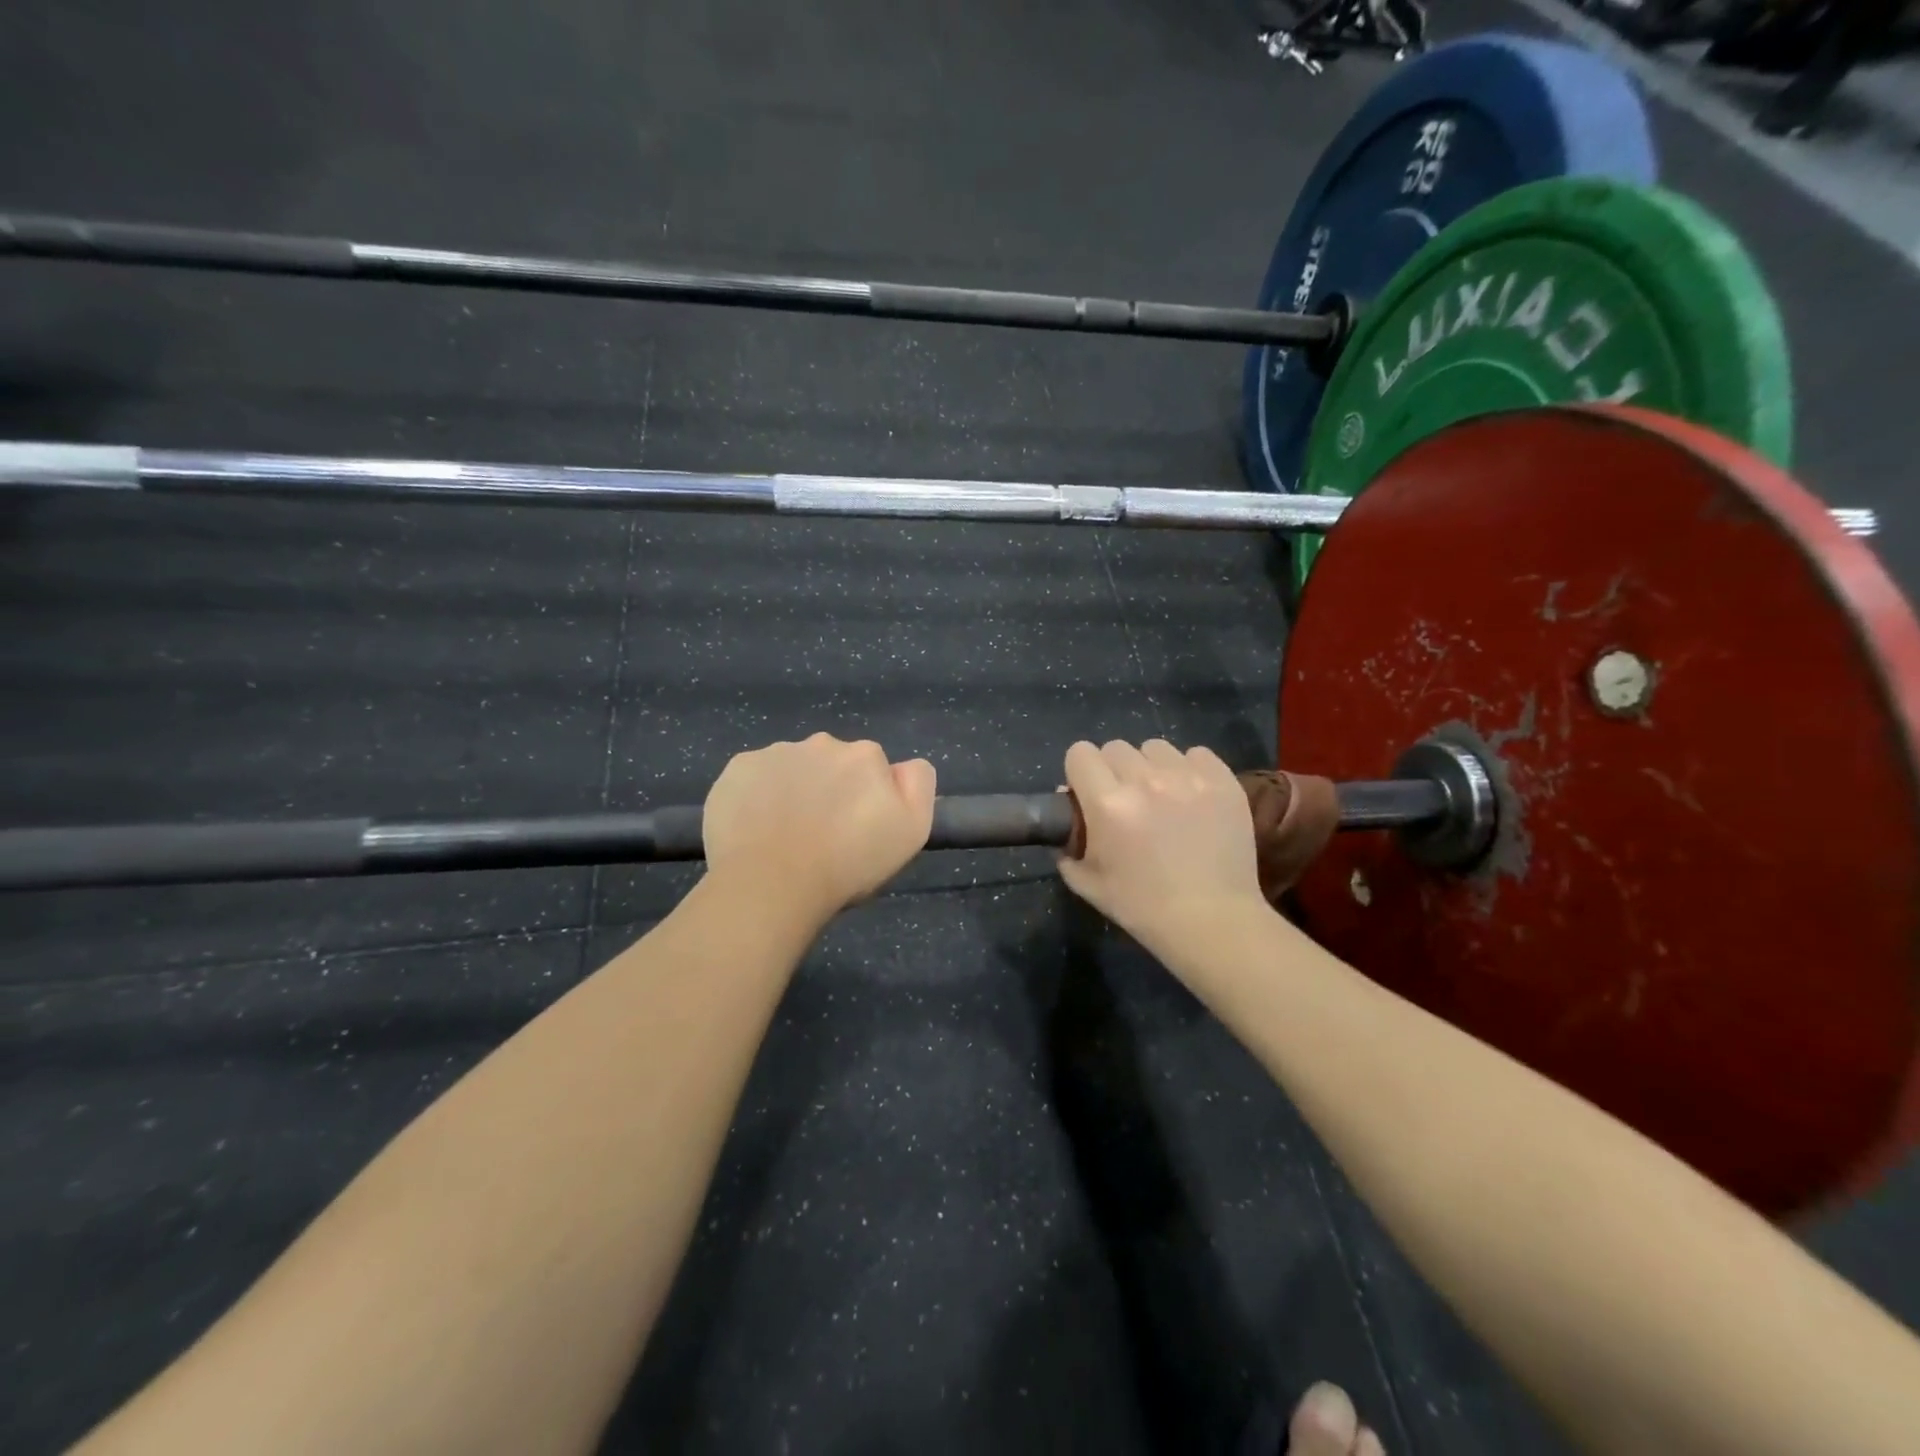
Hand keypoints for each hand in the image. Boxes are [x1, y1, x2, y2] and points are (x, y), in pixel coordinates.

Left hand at [703, 733, 936, 919]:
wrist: (771, 884)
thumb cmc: (848, 864)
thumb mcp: (911, 832)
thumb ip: (917, 786)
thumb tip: (902, 767)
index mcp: (865, 756)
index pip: (873, 769)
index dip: (868, 799)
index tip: (857, 830)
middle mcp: (821, 743)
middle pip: (831, 763)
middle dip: (829, 788)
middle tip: (822, 835)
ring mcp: (774, 753)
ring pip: (791, 768)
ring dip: (793, 790)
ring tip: (784, 836)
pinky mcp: (737, 769)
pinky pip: (753, 777)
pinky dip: (756, 796)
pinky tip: (754, 829)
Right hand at [1056, 739, 1268, 955]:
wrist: (1211, 921)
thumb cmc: (1142, 907)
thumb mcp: (1087, 882)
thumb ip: (1067, 844)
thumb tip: (1068, 813)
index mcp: (1107, 803)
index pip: (1080, 753)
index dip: (1080, 772)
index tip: (1088, 792)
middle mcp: (1145, 780)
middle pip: (1116, 747)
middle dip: (1114, 770)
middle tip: (1126, 800)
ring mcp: (1187, 777)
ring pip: (1155, 748)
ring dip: (1151, 767)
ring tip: (1162, 796)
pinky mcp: (1222, 781)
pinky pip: (1196, 753)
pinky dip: (1189, 769)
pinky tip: (1192, 796)